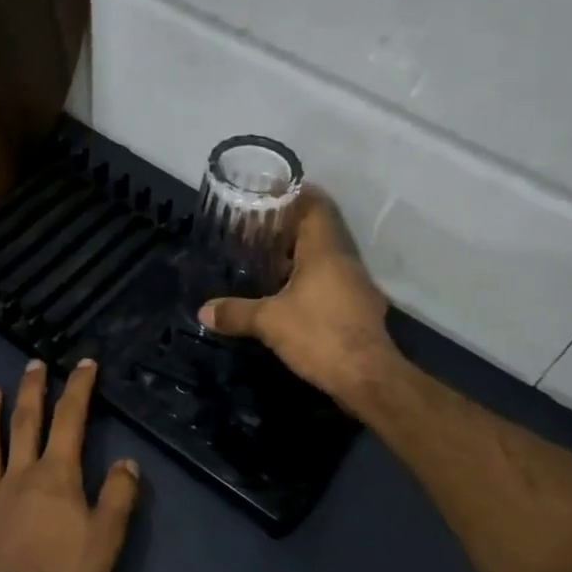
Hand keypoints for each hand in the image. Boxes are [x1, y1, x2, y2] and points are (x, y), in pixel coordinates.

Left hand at [0, 359, 140, 571]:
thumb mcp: (108, 536)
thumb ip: (119, 495)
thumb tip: (126, 461)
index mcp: (55, 475)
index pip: (70, 420)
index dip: (78, 388)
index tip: (84, 363)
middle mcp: (18, 476)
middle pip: (24, 423)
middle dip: (32, 391)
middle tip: (33, 363)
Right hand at [198, 188, 401, 419]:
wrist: (368, 378)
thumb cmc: (319, 335)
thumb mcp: (269, 322)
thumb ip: (236, 312)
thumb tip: (203, 311)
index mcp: (325, 250)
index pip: (315, 205)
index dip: (294, 195)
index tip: (269, 194)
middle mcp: (344, 260)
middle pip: (319, 230)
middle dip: (289, 227)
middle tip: (257, 229)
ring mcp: (356, 285)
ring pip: (325, 258)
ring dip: (298, 256)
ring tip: (266, 260)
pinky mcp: (359, 308)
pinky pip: (331, 282)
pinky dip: (309, 280)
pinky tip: (288, 296)